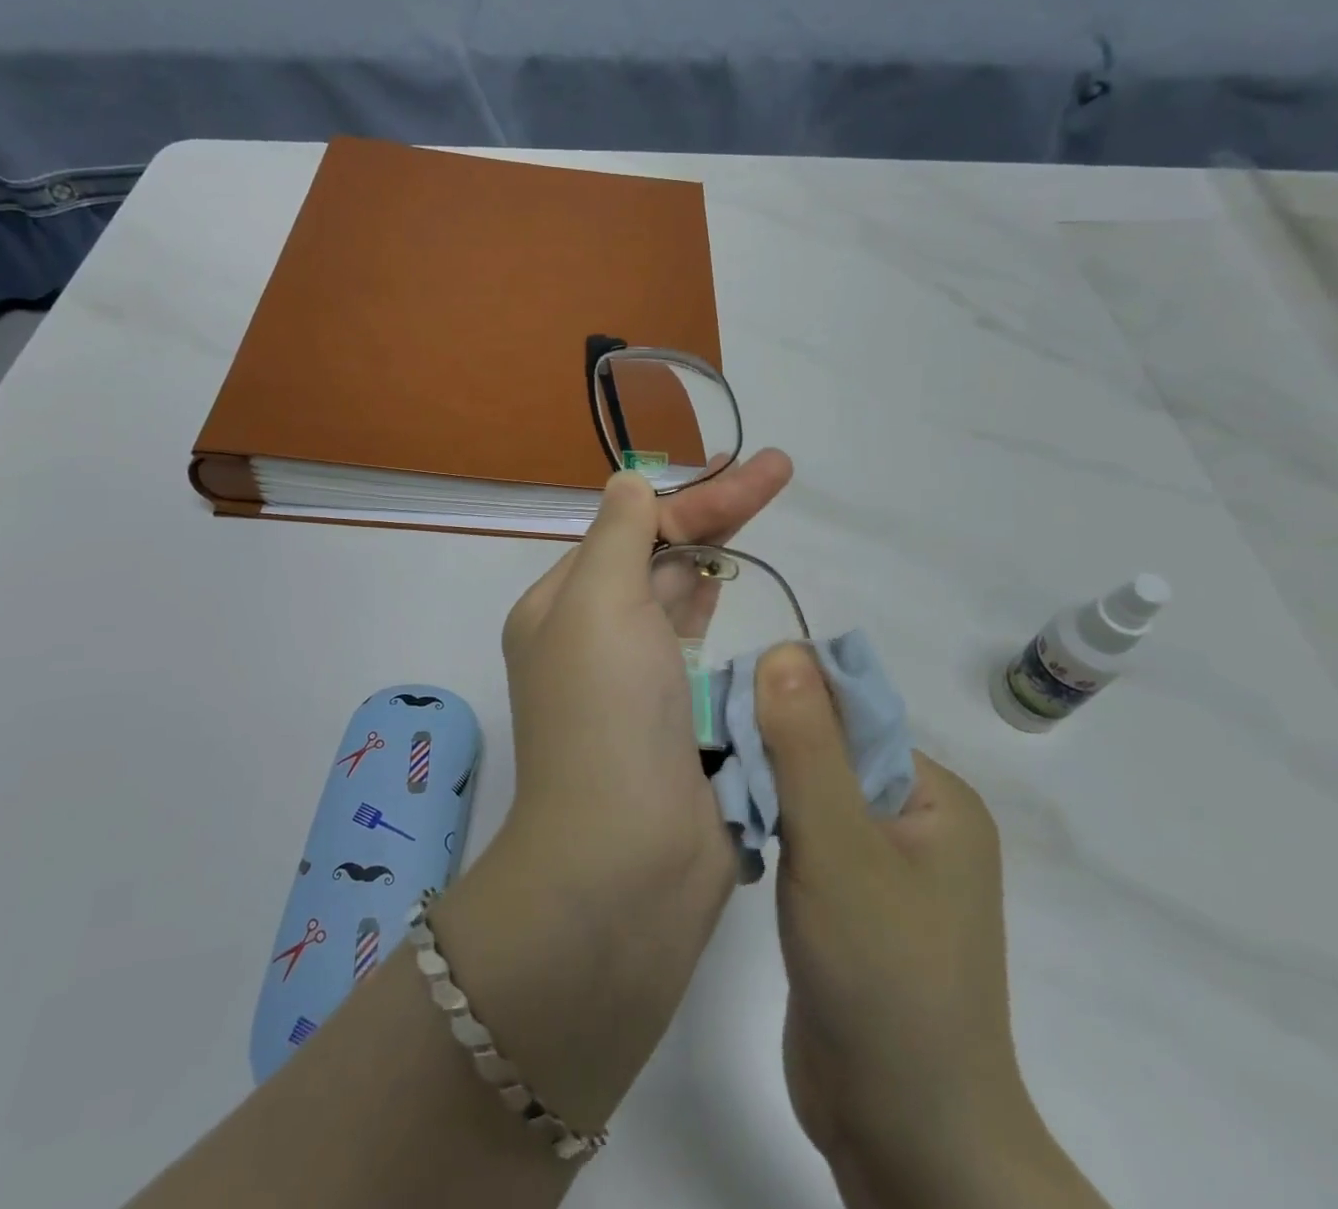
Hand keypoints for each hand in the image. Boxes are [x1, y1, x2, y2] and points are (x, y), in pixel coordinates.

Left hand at [496, 449, 793, 897]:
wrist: (625, 863)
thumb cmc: (606, 717)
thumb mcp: (599, 604)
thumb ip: (619, 536)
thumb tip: (631, 483)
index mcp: (561, 607)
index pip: (632, 530)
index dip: (695, 499)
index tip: (757, 473)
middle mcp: (592, 639)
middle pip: (658, 558)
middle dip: (715, 515)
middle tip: (776, 473)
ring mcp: (635, 683)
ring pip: (679, 601)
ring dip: (715, 559)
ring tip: (759, 512)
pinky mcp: (676, 722)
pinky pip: (702, 653)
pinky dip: (721, 620)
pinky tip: (742, 592)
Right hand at [754, 646, 1107, 1208]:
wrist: (904, 1134)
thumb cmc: (884, 976)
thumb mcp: (839, 846)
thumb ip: (808, 746)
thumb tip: (783, 649)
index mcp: (935, 796)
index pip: (852, 715)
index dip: (788, 702)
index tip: (723, 706)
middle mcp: (916, 821)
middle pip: (828, 753)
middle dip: (769, 748)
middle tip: (703, 746)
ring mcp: (881, 866)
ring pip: (809, 797)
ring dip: (762, 788)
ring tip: (706, 780)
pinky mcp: (848, 903)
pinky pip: (803, 839)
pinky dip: (766, 828)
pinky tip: (727, 827)